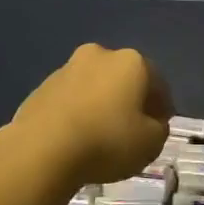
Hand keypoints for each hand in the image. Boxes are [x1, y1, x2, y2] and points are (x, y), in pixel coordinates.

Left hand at [5, 44, 172, 187]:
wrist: (42, 149)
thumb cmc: (107, 141)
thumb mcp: (151, 143)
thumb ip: (159, 129)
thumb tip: (152, 123)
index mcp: (131, 62)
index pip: (157, 82)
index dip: (162, 107)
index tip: (159, 128)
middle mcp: (100, 55)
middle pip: (123, 78)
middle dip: (129, 99)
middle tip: (131, 130)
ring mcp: (67, 68)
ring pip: (94, 86)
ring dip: (100, 104)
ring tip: (100, 136)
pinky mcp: (41, 87)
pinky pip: (70, 99)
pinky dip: (76, 112)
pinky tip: (75, 137)